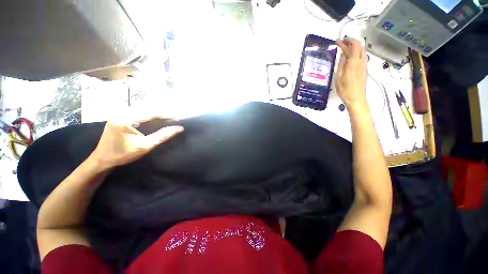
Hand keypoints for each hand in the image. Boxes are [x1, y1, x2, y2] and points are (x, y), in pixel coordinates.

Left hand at [90, 118, 183, 169]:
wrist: (102, 159)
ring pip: (142, 109)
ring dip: (155, 113)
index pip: (150, 112)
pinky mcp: (119, 117)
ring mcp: (119, 114)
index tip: (178, 117)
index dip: (166, 114)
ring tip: (168, 117)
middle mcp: (121, 112)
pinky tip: (155, 118)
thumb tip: (179, 128)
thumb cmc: (122, 154)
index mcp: (125, 119)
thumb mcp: (145, 146)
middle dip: (162, 112)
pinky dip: (148, 115)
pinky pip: (137, 112)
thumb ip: (162, 136)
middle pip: (146, 108)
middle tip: (174, 117)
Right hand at [335, 38, 367, 108]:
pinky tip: (351, 56)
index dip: (346, 41)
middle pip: (359, 47)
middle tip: (342, 42)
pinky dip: (356, 52)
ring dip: (354, 46)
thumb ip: (341, 64)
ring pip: (362, 51)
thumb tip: (343, 54)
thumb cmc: (345, 89)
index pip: (353, 46)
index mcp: (354, 62)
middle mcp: (361, 61)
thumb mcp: (339, 77)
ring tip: (346, 47)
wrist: (356, 98)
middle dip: (351, 42)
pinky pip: (362, 56)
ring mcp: (364, 65)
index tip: (338, 40)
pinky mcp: (364, 69)